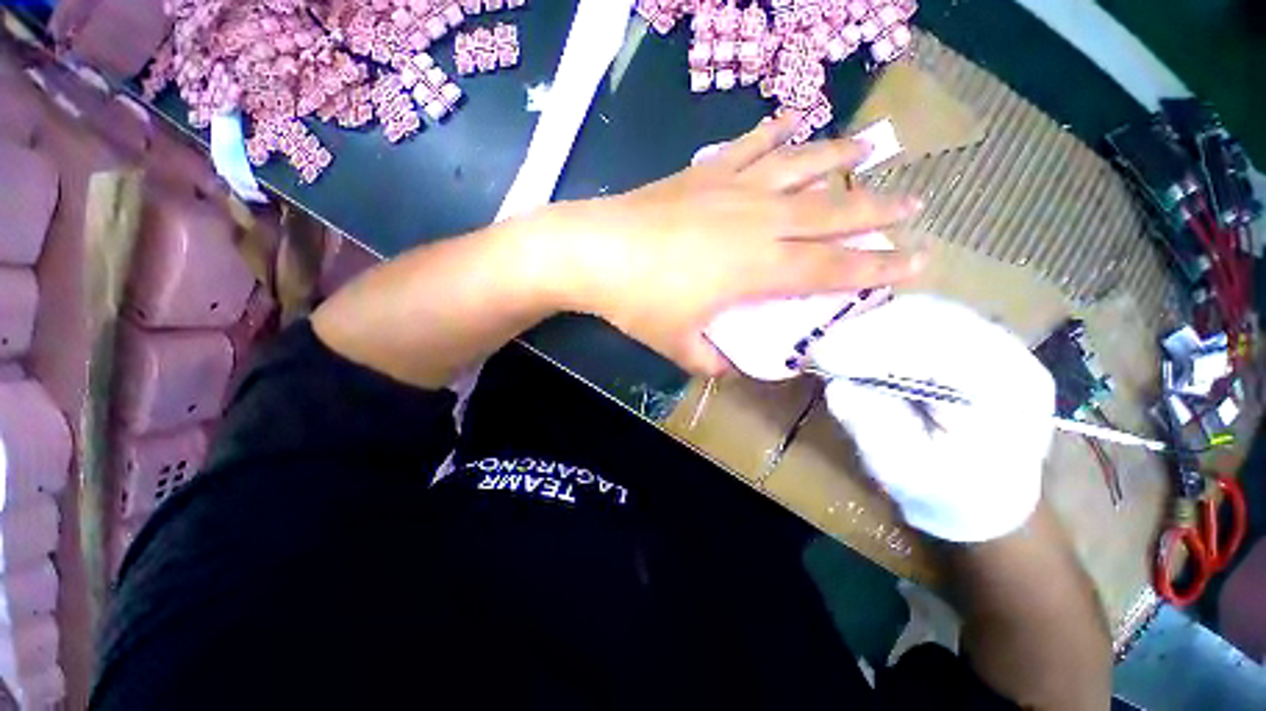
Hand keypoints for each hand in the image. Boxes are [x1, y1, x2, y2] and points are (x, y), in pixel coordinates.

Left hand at [536, 114, 923, 374]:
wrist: (596, 251)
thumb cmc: (639, 302)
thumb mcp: (678, 344)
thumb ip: (711, 360)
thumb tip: (729, 367)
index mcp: (758, 268)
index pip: (833, 269)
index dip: (878, 267)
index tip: (918, 261)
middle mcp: (759, 221)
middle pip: (832, 212)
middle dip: (878, 209)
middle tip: (915, 203)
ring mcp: (733, 188)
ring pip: (801, 166)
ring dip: (840, 157)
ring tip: (870, 148)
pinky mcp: (706, 170)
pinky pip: (750, 145)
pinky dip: (775, 131)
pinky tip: (791, 119)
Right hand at [815, 295, 1055, 541]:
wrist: (985, 494)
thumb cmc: (947, 492)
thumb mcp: (904, 472)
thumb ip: (874, 428)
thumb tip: (838, 385)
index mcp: (1007, 393)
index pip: (939, 347)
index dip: (875, 347)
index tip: (824, 357)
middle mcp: (1009, 354)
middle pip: (932, 318)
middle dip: (867, 331)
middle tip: (822, 350)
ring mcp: (991, 340)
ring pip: (923, 310)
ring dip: (870, 326)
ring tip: (834, 348)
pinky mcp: (967, 338)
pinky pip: (919, 317)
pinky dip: (879, 326)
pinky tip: (856, 344)